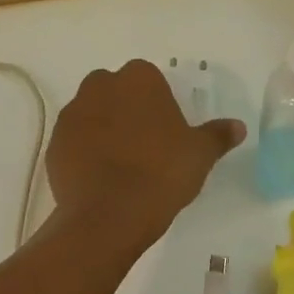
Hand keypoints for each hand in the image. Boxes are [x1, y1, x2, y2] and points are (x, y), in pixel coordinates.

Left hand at [45, 60, 243, 243]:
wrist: (108, 214)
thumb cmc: (161, 173)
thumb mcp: (200, 154)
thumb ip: (218, 135)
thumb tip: (238, 126)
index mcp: (138, 79)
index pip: (148, 79)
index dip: (157, 103)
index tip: (166, 129)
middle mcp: (100, 86)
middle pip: (115, 91)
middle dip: (126, 110)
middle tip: (145, 144)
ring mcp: (72, 114)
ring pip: (92, 114)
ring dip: (103, 129)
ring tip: (121, 165)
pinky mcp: (54, 143)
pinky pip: (74, 141)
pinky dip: (84, 153)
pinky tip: (100, 178)